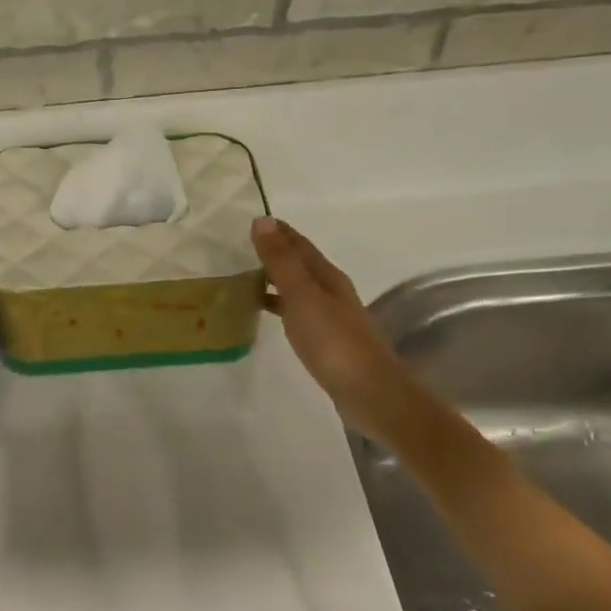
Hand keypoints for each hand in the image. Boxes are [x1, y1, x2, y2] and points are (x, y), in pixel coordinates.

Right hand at [252, 216, 405, 436]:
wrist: (368, 391)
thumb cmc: (333, 341)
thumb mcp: (302, 295)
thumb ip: (281, 261)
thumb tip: (262, 220)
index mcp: (327, 276)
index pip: (300, 245)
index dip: (279, 231)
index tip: (253, 220)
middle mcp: (331, 291)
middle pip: (301, 264)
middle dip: (276, 252)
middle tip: (242, 245)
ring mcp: (330, 317)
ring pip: (298, 288)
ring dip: (275, 279)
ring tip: (245, 276)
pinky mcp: (325, 340)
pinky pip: (296, 311)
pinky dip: (278, 304)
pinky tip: (265, 312)